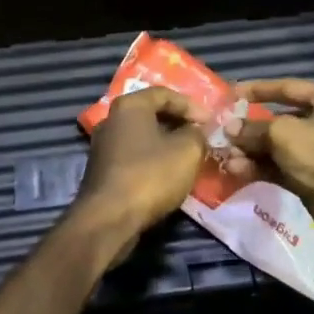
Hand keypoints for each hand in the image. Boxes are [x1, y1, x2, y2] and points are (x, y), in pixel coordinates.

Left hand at [69, 87, 207, 268]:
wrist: (109, 219)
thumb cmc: (150, 175)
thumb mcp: (188, 150)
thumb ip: (197, 134)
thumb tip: (195, 132)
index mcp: (129, 105)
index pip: (165, 94)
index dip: (191, 106)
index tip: (210, 122)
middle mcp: (111, 119)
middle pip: (151, 114)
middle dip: (179, 124)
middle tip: (201, 136)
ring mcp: (103, 146)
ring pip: (142, 137)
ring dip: (166, 144)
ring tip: (189, 156)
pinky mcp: (102, 171)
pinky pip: (133, 156)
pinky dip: (153, 160)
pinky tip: (168, 175)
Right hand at [223, 80, 313, 251]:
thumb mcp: (284, 133)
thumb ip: (253, 128)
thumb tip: (229, 129)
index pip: (288, 87)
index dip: (257, 90)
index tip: (229, 94)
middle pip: (281, 119)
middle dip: (250, 127)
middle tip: (222, 131)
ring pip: (278, 146)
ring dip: (251, 150)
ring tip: (226, 155)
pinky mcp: (312, 178)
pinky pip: (280, 167)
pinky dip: (260, 167)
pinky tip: (236, 170)